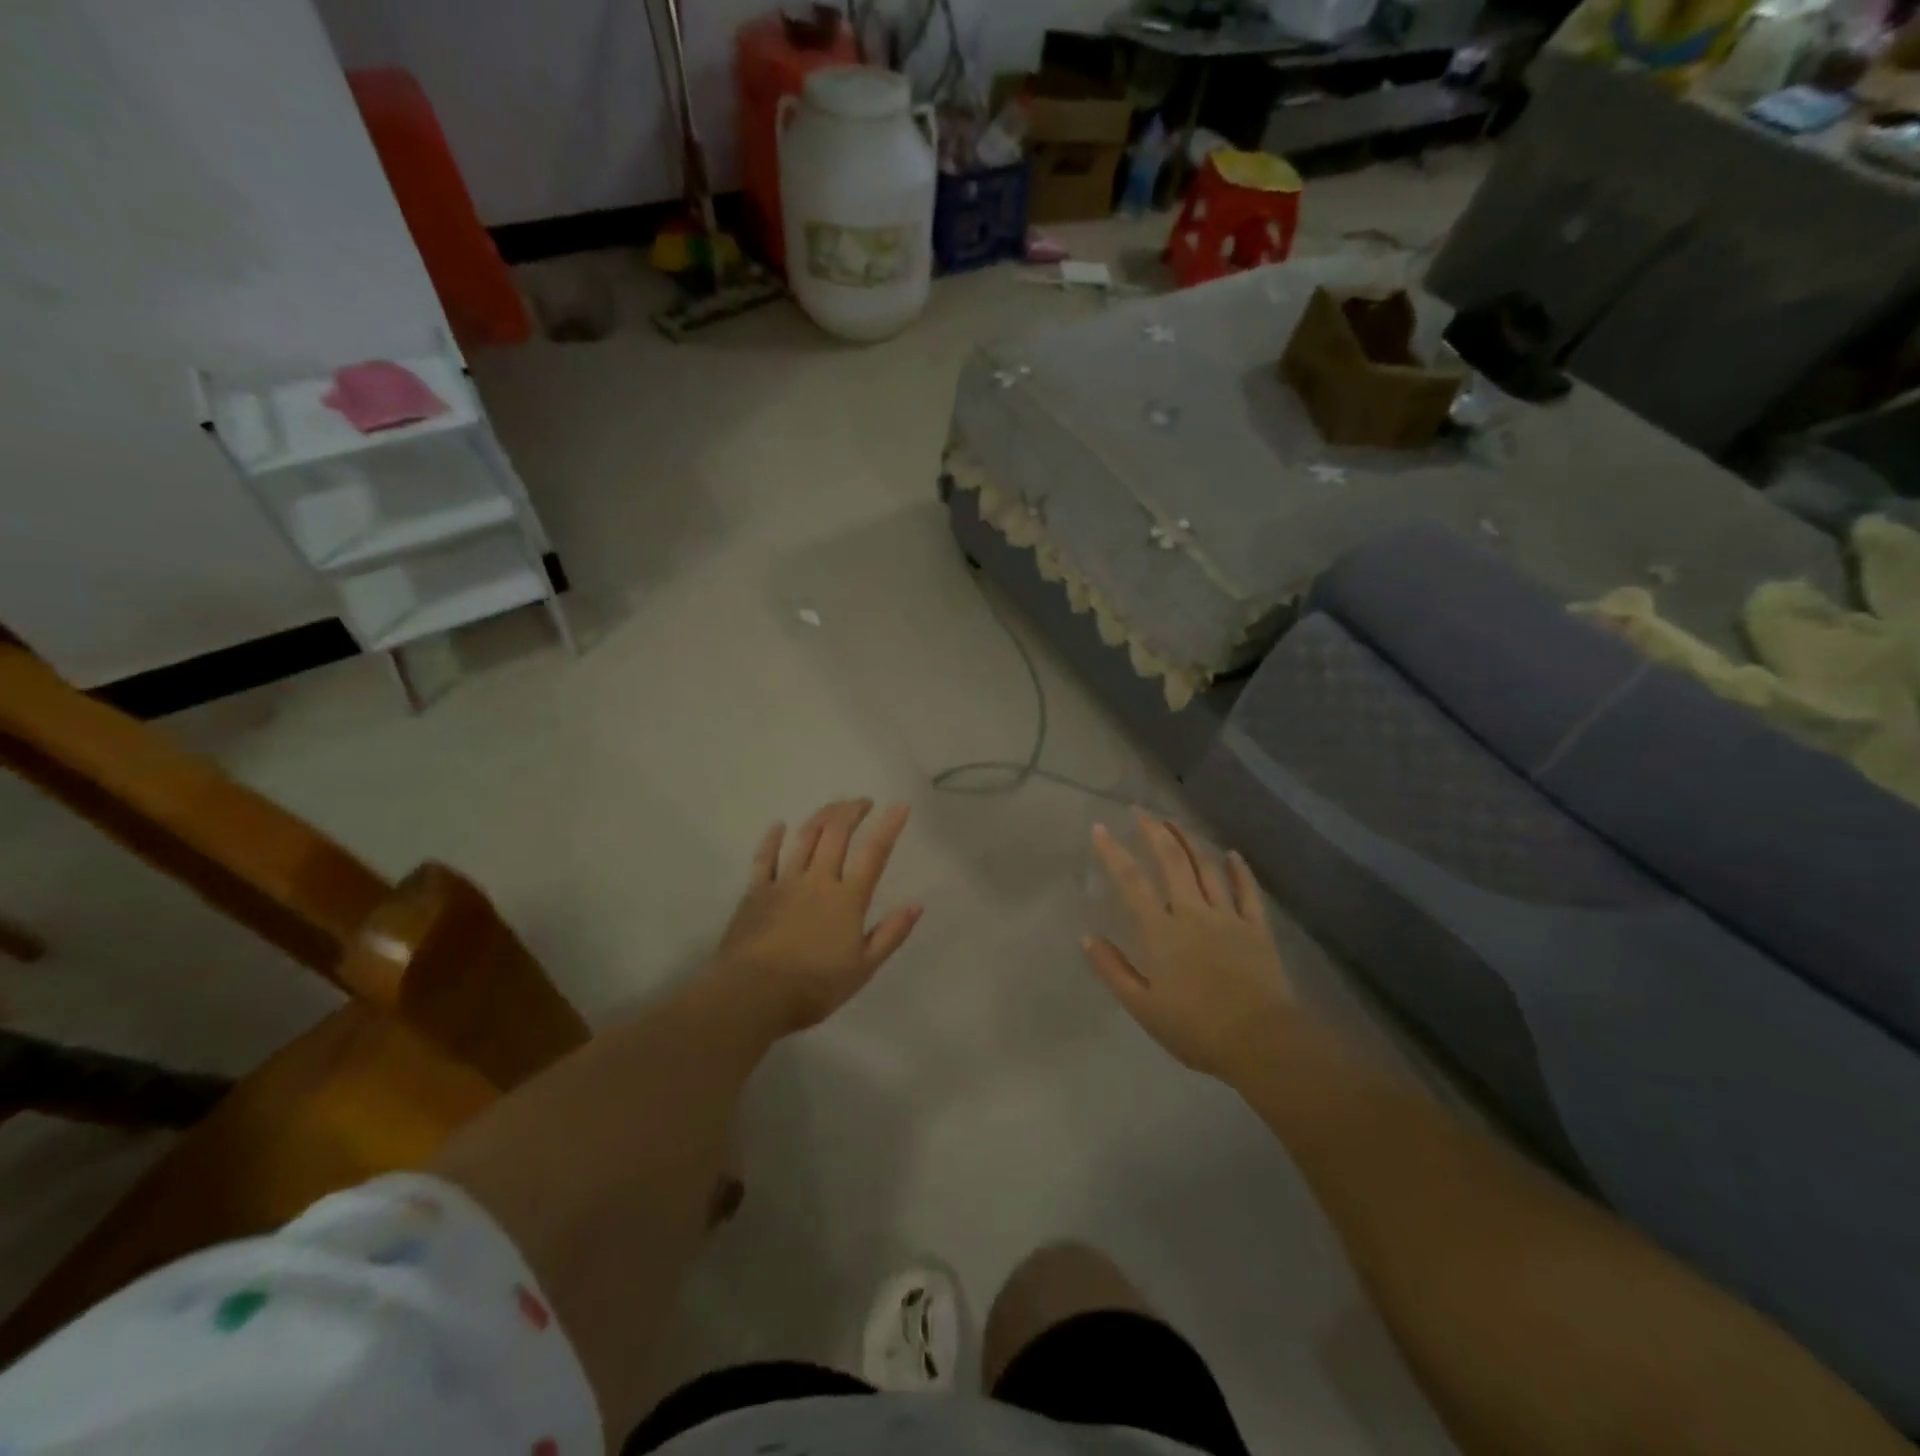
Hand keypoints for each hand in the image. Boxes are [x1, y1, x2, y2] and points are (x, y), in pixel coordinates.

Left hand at [706, 799, 921, 1035]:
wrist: (754, 994)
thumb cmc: (814, 987)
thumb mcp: (863, 968)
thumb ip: (890, 934)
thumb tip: (916, 905)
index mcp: (847, 899)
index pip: (873, 854)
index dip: (888, 827)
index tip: (899, 807)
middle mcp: (818, 880)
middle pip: (836, 834)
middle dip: (852, 811)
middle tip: (863, 802)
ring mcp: (784, 882)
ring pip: (805, 838)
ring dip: (821, 817)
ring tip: (833, 808)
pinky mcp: (756, 892)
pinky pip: (764, 858)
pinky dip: (772, 839)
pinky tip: (779, 826)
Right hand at [1083, 812, 1294, 1080]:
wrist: (1261, 1043)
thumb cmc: (1196, 1029)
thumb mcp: (1143, 1007)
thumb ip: (1113, 970)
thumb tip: (1087, 938)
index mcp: (1162, 932)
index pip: (1132, 882)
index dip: (1114, 853)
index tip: (1101, 829)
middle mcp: (1193, 913)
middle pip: (1173, 862)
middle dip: (1155, 833)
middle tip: (1142, 811)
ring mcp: (1228, 917)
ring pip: (1207, 868)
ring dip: (1190, 841)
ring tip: (1176, 822)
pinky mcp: (1257, 929)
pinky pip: (1248, 891)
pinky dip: (1239, 870)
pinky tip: (1232, 854)